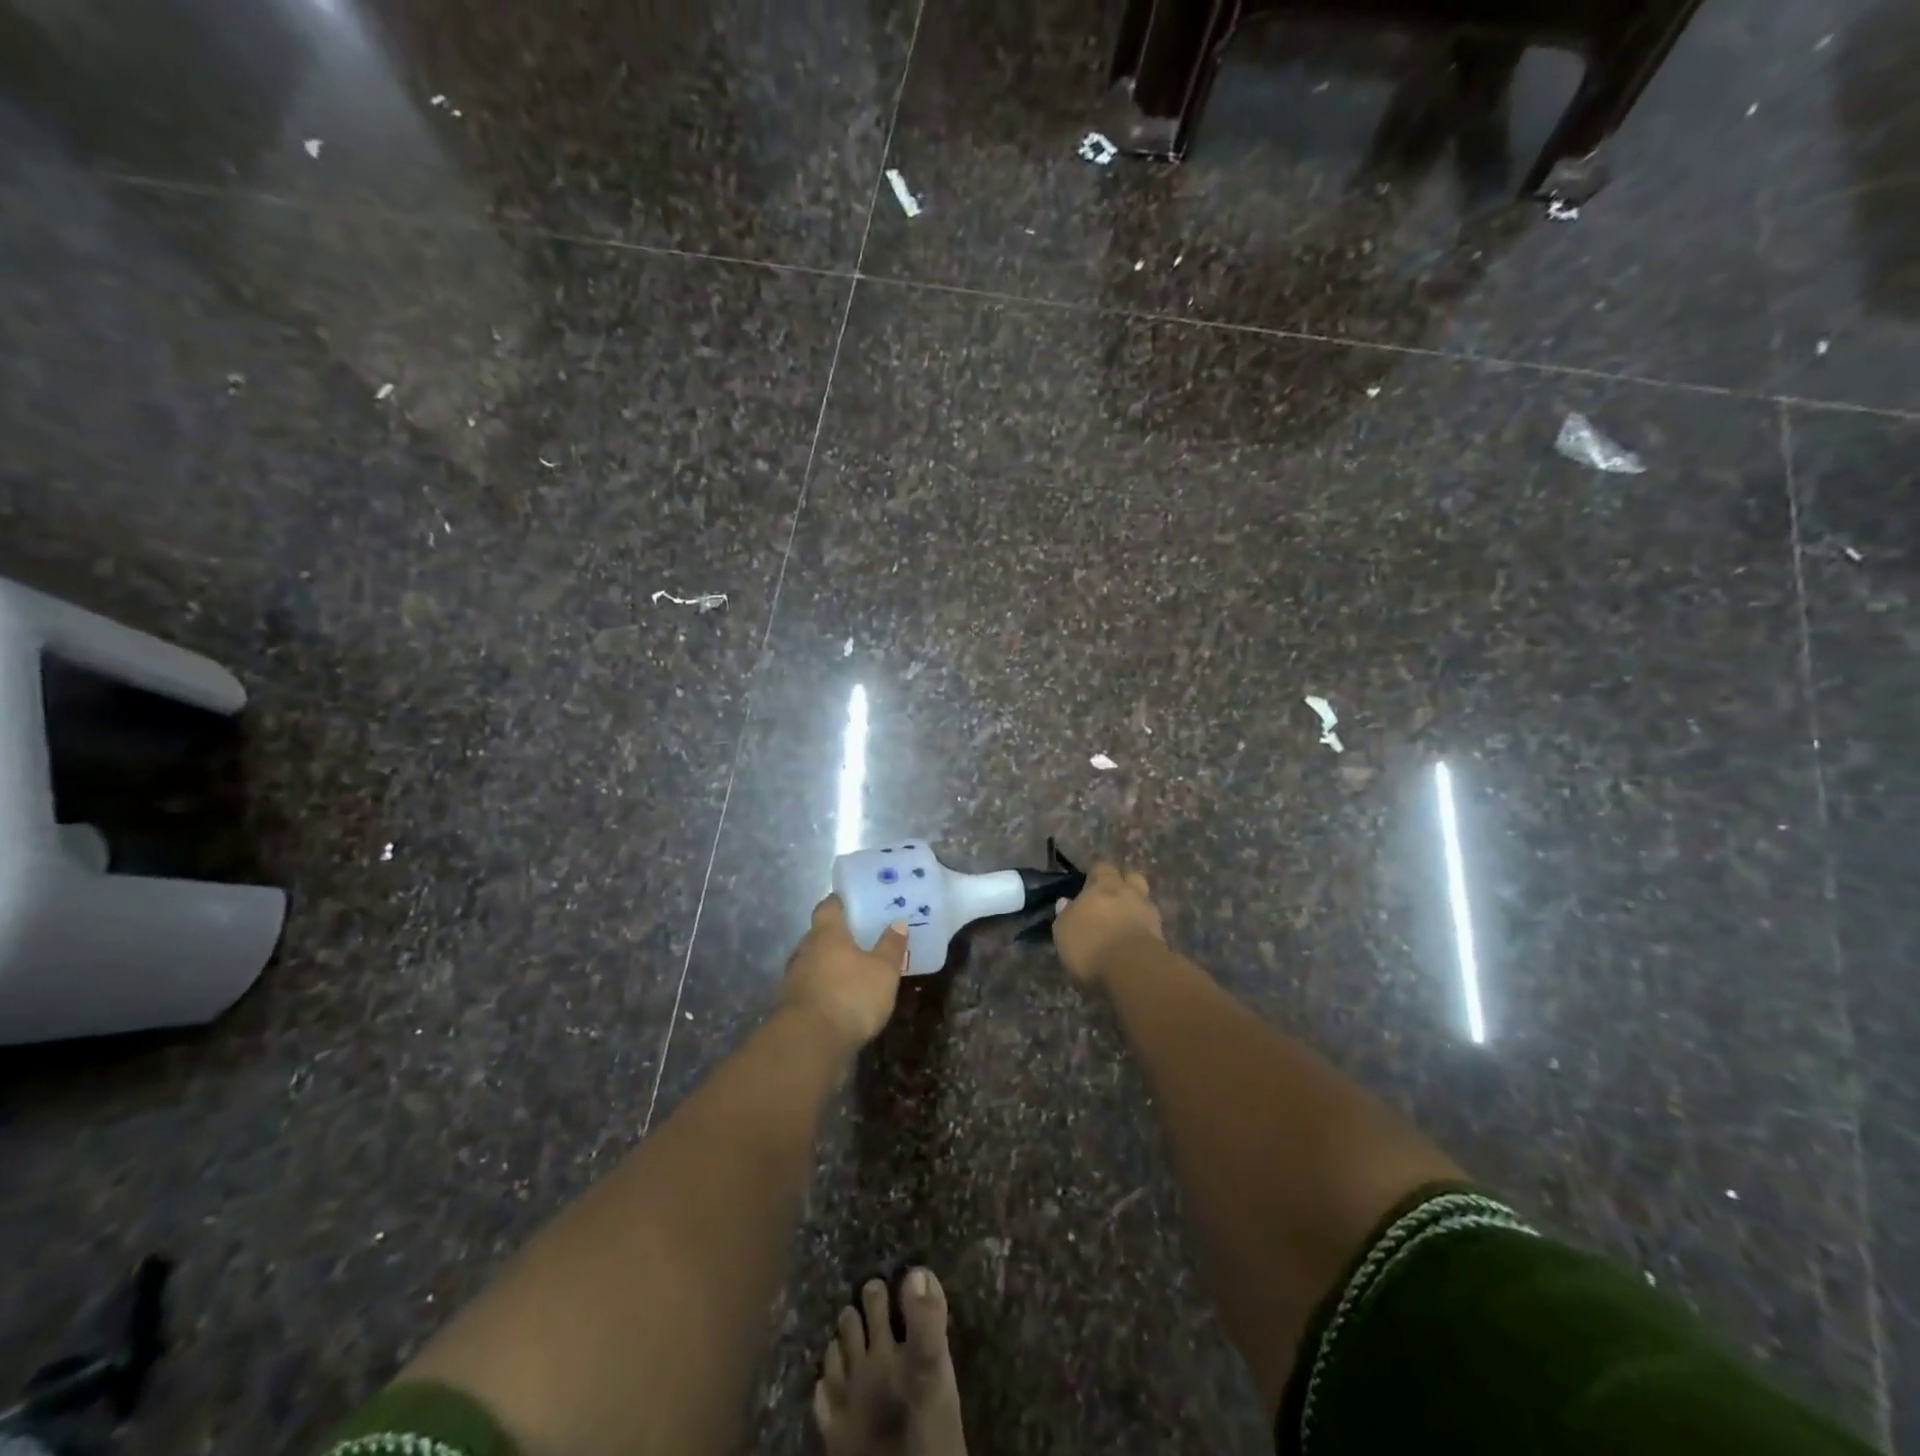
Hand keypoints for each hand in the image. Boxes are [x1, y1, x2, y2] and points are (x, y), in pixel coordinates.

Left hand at [782, 896, 909, 1048]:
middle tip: (857, 938)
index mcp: (826, 933)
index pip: (828, 907)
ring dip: (827, 965)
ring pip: (812, 962)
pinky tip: (839, 998)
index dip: (839, 902)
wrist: (810, 1043)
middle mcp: (804, 950)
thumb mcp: (883, 971)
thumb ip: (891, 946)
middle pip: (817, 935)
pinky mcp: (790, 1007)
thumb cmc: (850, 995)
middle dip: (835, 936)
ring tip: (850, 970)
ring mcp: (793, 979)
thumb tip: (898, 923)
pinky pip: (809, 987)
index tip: (851, 901)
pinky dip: (822, 988)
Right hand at [1053, 861, 1164, 985]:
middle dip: (1123, 883)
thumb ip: (1066, 914)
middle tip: (1110, 896)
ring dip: (1134, 906)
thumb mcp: (1064, 931)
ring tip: (1122, 920)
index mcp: (1105, 884)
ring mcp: (1150, 913)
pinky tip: (1132, 939)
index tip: (1089, 882)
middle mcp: (1130, 892)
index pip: (1102, 866)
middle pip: (1131, 877)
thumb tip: (1065, 902)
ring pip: (1143, 900)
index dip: (1096, 873)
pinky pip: (1149, 924)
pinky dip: (1142, 928)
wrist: (1134, 971)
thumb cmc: (1090, 944)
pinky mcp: (1162, 936)